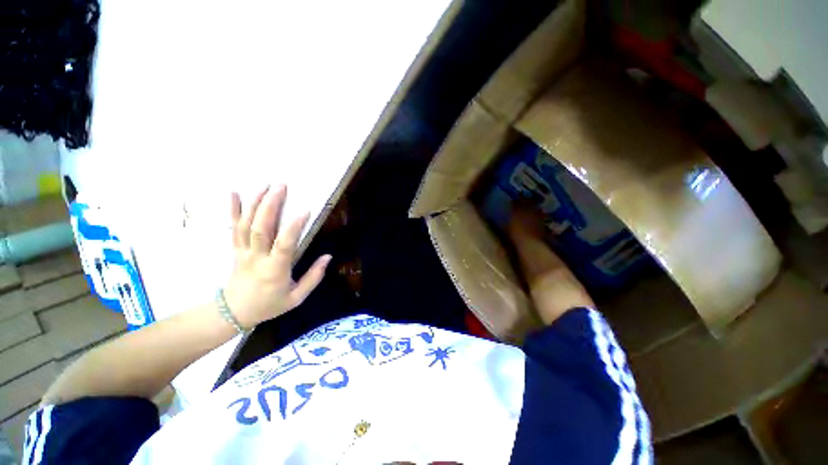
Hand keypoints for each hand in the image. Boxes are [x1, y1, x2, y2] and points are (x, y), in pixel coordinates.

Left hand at [223, 185, 330, 328]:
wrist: (234, 312)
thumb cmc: (269, 305)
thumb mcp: (297, 298)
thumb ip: (314, 277)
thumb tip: (328, 257)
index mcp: (275, 270)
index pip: (284, 244)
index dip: (294, 227)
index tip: (305, 210)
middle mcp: (257, 257)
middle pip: (260, 228)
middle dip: (270, 205)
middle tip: (281, 186)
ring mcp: (243, 251)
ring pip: (246, 224)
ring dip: (255, 202)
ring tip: (265, 185)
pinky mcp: (235, 249)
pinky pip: (232, 227)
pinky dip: (232, 210)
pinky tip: (233, 193)